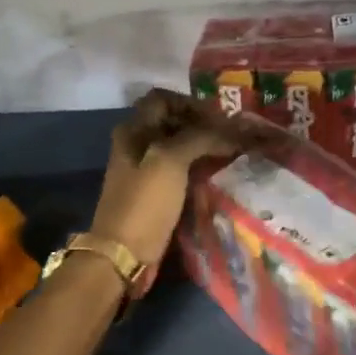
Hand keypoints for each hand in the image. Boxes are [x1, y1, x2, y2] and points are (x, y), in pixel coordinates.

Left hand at [90, 90, 236, 272]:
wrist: (123, 255)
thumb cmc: (144, 204)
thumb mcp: (170, 161)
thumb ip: (199, 137)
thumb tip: (231, 129)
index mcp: (133, 130)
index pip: (163, 99)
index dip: (192, 103)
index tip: (220, 117)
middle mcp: (136, 145)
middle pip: (172, 122)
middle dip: (202, 125)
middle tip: (233, 134)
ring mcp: (144, 171)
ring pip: (178, 147)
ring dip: (203, 147)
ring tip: (232, 153)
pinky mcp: (154, 194)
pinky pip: (180, 171)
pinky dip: (199, 168)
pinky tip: (219, 174)